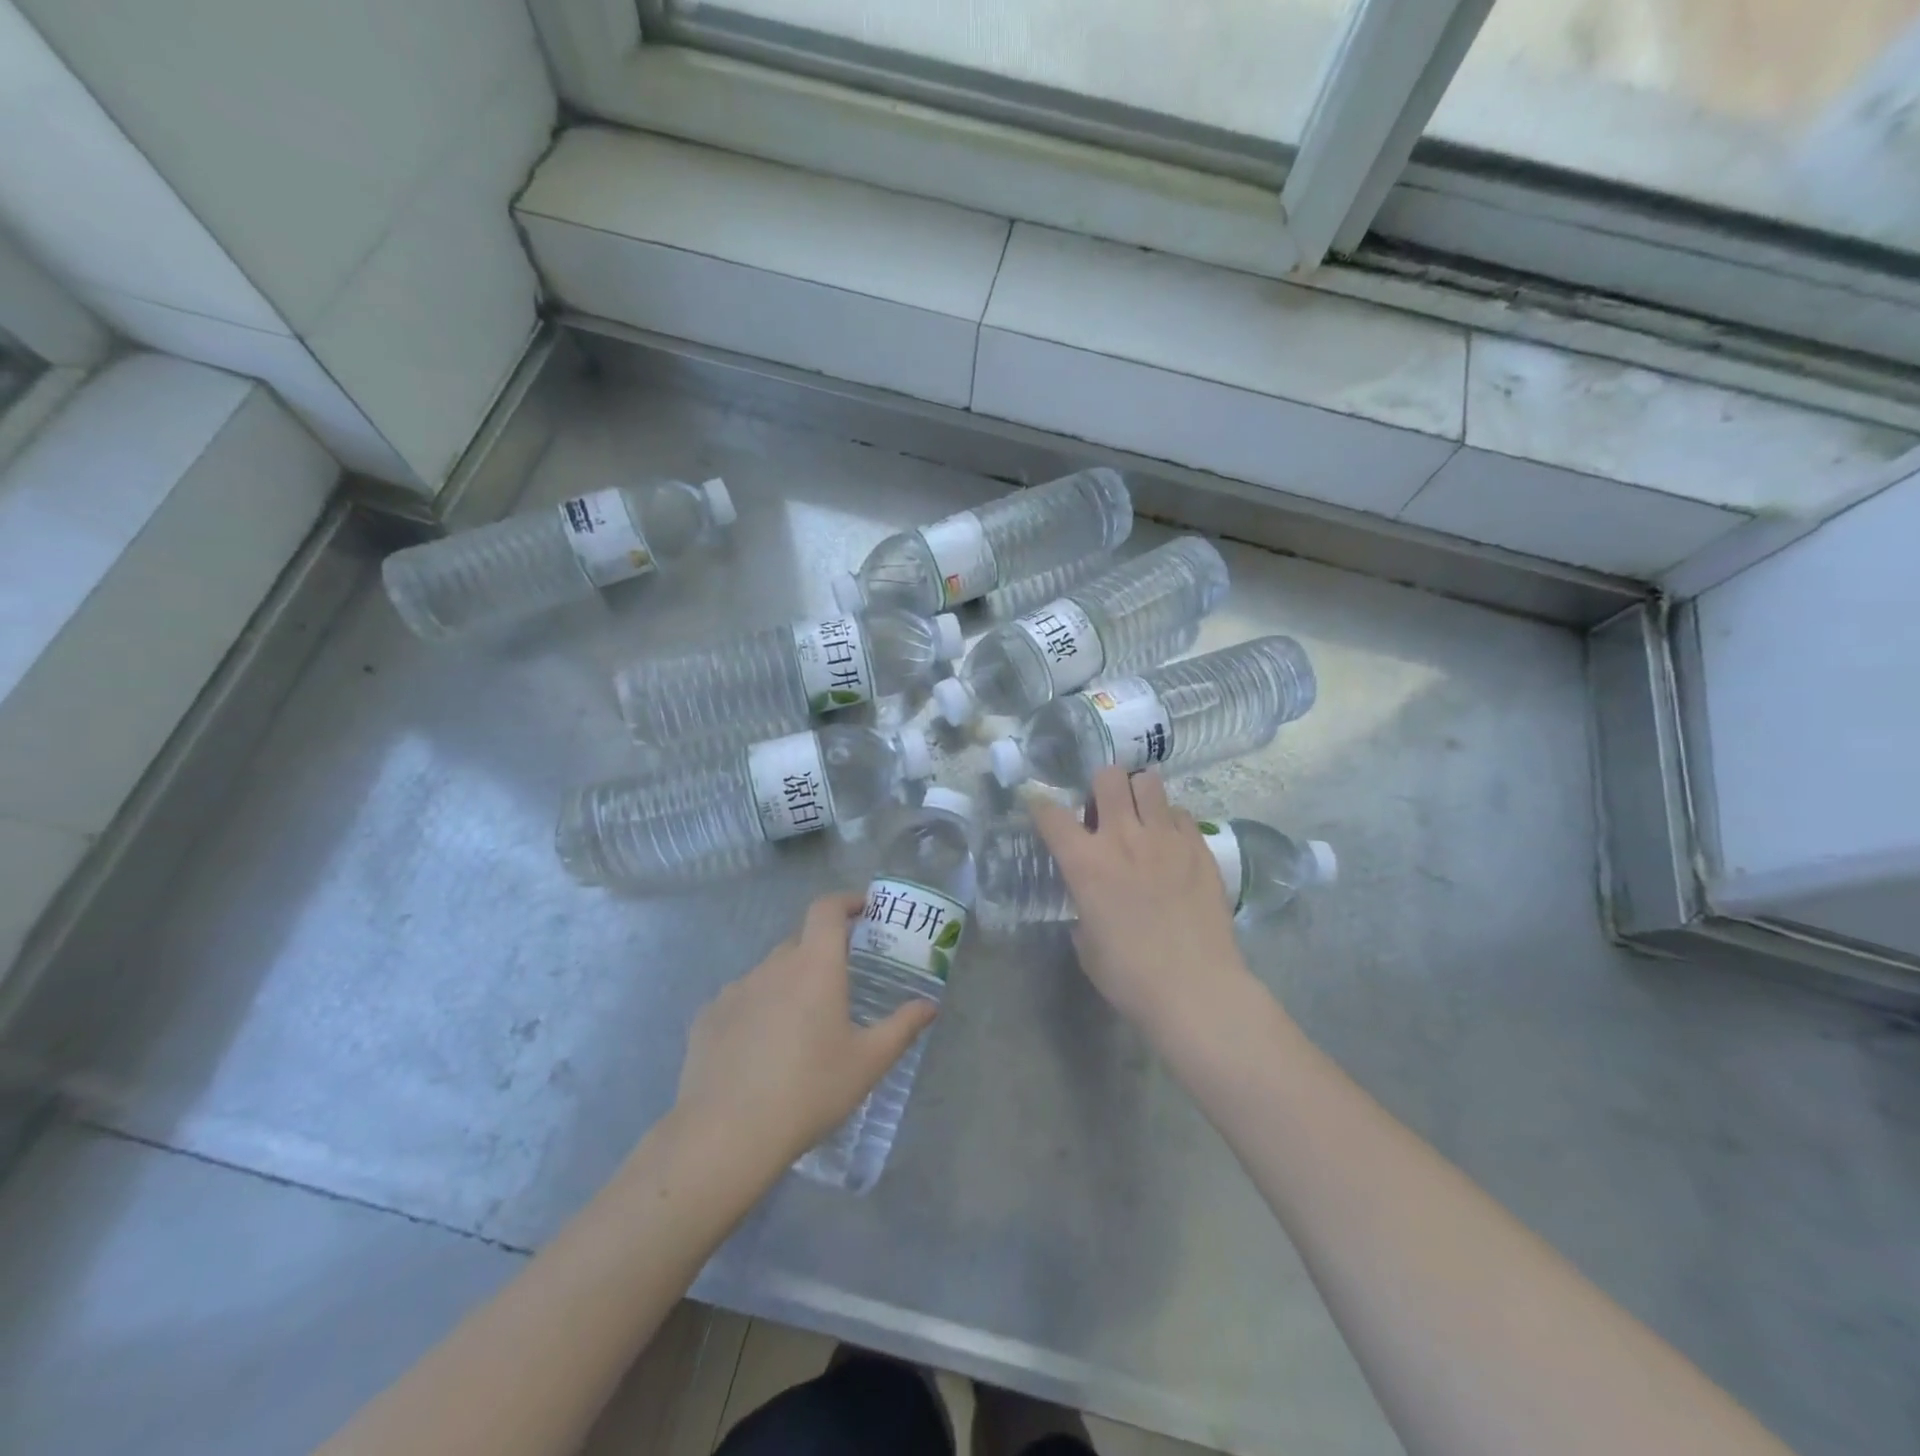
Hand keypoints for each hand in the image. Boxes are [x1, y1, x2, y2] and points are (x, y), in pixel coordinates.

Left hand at [671, 892, 938, 1171]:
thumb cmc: (810, 1090)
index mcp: (814, 965)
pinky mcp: (707, 1017)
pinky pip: (741, 1000)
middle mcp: (773, 966)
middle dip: (822, 952)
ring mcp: (735, 989)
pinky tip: (761, 1050)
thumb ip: (902, 1027)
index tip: (862, 910)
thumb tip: (929, 1006)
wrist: (727, 1134)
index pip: (826, 909)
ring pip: (770, 973)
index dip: (846, 901)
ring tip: (800, 1027)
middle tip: (840, 984)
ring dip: (789, 984)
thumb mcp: (868, 1062)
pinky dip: (757, 1010)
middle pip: (800, 942)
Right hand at [1029, 767, 1253, 1037]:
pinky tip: (1170, 844)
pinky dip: (1170, 821)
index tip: (1040, 807)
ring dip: (1138, 793)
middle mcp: (1122, 837)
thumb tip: (1091, 898)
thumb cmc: (1129, 976)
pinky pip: (1180, 813)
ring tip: (1140, 816)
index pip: (1051, 814)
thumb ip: (1083, 906)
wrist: (1195, 989)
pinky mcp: (1199, 847)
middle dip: (1100, 785)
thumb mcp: (1086, 943)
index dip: (1040, 806)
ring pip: (1149, 782)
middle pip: (1107, 777)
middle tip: (1104, 808)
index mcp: (1085, 862)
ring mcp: (1165, 837)